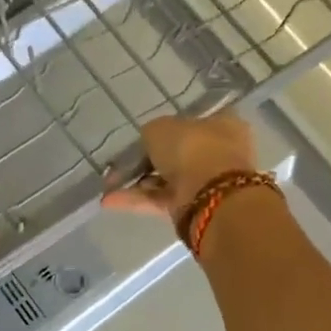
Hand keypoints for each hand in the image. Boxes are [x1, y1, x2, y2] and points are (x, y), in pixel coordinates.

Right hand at [103, 113, 257, 219]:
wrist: (211, 195)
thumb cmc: (191, 149)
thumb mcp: (160, 128)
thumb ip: (151, 132)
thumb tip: (148, 141)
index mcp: (222, 124)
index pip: (191, 122)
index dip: (165, 129)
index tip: (141, 137)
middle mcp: (218, 152)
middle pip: (176, 154)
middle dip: (147, 160)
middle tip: (119, 163)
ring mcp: (207, 182)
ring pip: (166, 179)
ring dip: (137, 182)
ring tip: (108, 184)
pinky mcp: (193, 208)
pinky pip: (161, 199)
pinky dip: (136, 199)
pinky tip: (109, 200)